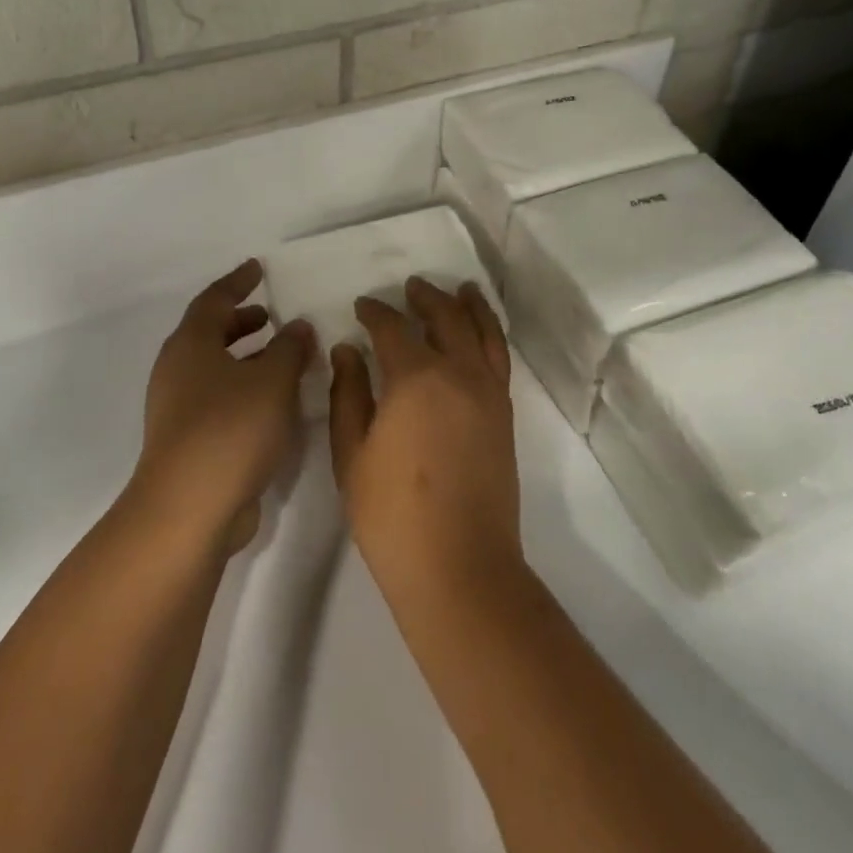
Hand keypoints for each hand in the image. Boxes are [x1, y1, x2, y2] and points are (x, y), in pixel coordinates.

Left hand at [133, 259, 315, 554]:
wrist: (189, 508)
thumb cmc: (231, 429)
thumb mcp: (272, 381)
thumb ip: (289, 349)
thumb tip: (298, 326)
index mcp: (191, 344)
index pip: (214, 299)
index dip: (238, 282)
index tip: (258, 268)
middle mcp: (178, 370)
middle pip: (209, 333)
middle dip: (240, 321)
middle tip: (269, 314)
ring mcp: (178, 407)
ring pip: (213, 367)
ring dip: (245, 356)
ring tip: (279, 355)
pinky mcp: (187, 439)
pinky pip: (217, 397)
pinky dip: (243, 386)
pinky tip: (272, 400)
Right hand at [328, 277, 520, 600]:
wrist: (458, 565)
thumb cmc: (391, 514)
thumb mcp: (351, 453)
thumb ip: (348, 394)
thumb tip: (347, 350)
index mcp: (415, 378)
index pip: (392, 328)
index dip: (375, 312)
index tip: (362, 305)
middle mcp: (458, 373)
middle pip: (445, 318)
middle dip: (425, 297)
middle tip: (410, 286)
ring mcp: (488, 393)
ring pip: (482, 332)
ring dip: (468, 305)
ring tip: (461, 289)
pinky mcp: (505, 415)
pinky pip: (499, 358)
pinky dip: (490, 334)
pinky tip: (480, 332)